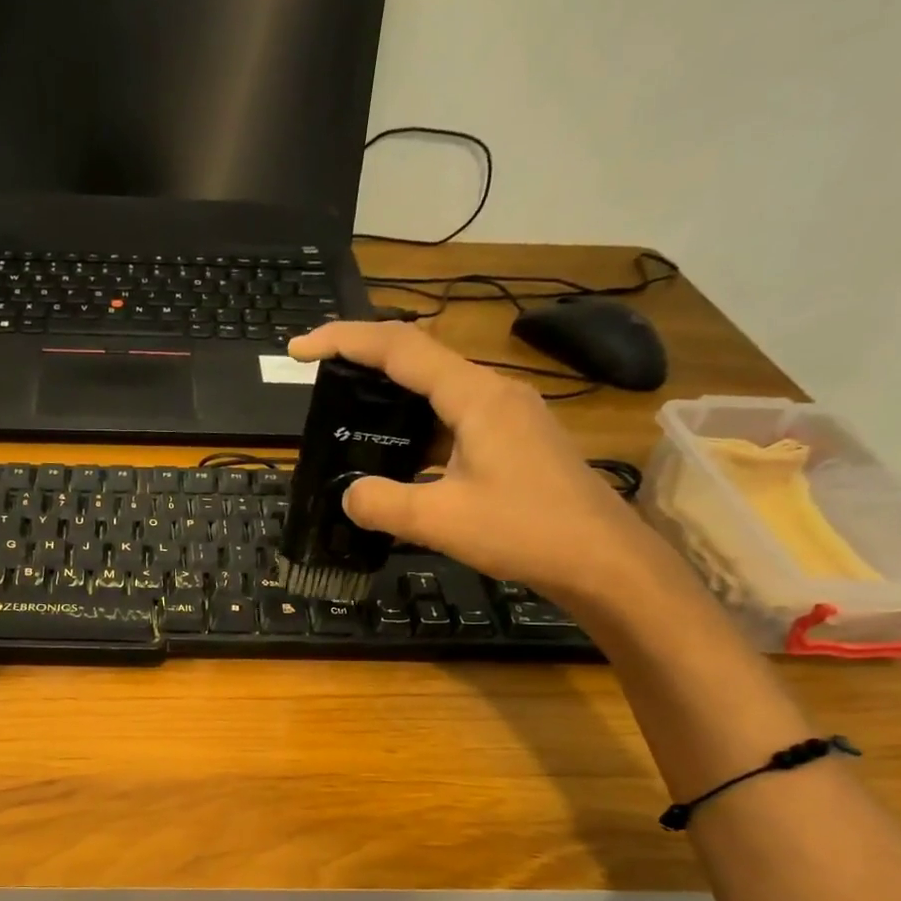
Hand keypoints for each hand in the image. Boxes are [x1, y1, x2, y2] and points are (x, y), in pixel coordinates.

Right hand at [287, 322, 667, 604]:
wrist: (602, 559)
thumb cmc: (526, 530)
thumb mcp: (440, 520)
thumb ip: (382, 503)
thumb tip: (348, 494)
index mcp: (475, 396)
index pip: (400, 348)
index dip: (344, 341)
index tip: (299, 348)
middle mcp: (493, 393)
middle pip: (418, 360)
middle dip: (363, 363)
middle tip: (318, 382)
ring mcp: (507, 417)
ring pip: (436, 393)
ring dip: (390, 400)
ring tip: (348, 421)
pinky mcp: (512, 442)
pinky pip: (451, 422)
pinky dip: (415, 431)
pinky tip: (396, 460)